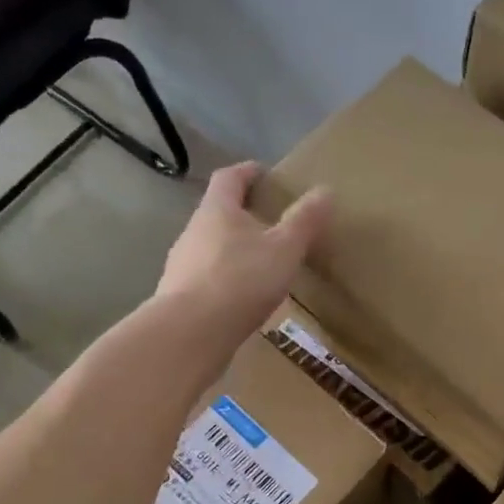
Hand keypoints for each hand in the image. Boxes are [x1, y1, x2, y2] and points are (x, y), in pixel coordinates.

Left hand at [156, 162, 330, 340]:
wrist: (191, 332)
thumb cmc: (241, 280)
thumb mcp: (284, 249)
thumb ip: (304, 221)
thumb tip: (325, 190)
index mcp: (217, 210)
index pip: (229, 178)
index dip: (247, 172)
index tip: (264, 173)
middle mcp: (193, 231)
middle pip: (217, 213)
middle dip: (241, 214)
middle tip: (268, 223)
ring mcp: (181, 264)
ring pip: (210, 247)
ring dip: (232, 250)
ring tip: (258, 264)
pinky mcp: (178, 296)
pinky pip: (206, 279)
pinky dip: (224, 280)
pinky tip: (240, 298)